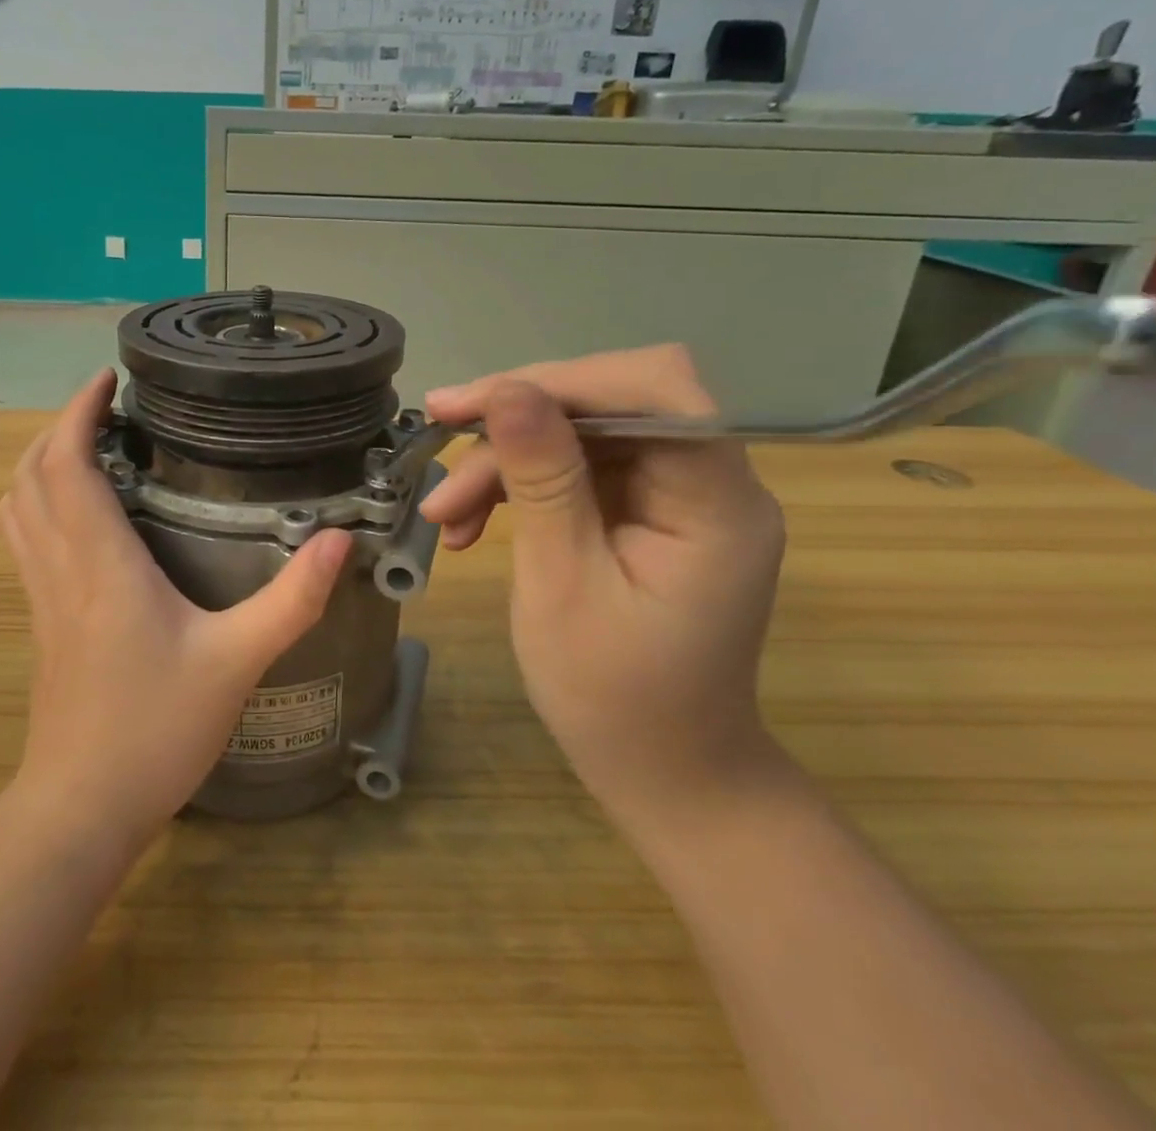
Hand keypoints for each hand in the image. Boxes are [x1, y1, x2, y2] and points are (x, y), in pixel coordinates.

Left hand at [0, 371, 351, 848]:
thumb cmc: (155, 730)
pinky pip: (24, 541)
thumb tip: (337, 541)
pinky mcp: (39, 623)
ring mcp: (40, 596)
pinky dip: (38, 504)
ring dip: (41, 464)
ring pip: (17, 507)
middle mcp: (59, 567)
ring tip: (89, 448)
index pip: (67, 464)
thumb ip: (291, 599)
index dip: (78, 413)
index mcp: (100, 563)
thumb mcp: (237, 662)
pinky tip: (80, 517)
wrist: (80, 808)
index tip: (106, 380)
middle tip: (106, 409)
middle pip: (31, 475)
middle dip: (60, 427)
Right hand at [421, 346, 786, 817]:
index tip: (469, 405)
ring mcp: (676, 496)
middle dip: (517, 421)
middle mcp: (709, 481)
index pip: (653, 389)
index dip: (558, 381)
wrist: (663, 774)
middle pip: (610, 403)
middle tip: (439, 438)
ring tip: (444, 514)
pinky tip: (469, 523)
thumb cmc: (615, 699)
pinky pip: (576, 470)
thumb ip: (541, 482)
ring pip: (580, 433)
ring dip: (504, 460)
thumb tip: (507, 391)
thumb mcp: (561, 585)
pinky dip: (518, 486)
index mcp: (716, 500)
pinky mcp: (645, 512)